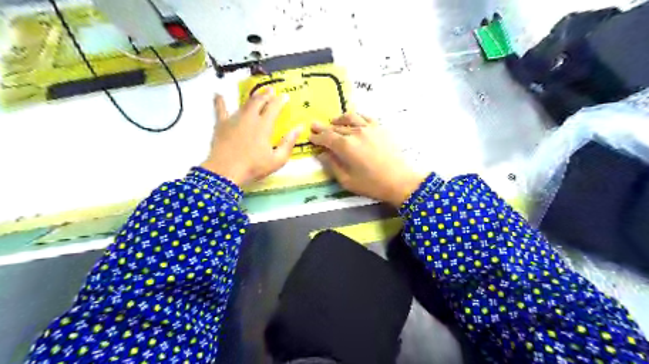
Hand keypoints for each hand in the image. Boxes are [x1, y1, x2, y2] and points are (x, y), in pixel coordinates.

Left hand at [200, 91, 300, 187]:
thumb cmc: (254, 167)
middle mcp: (250, 118)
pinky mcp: (221, 124)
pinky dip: (220, 101)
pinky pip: (220, 109)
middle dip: (266, 94)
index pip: (274, 107)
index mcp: (264, 125)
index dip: (280, 100)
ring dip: (252, 97)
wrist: (225, 172)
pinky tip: (218, 95)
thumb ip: (288, 143)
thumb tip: (298, 128)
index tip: (285, 96)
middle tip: (271, 90)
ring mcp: (234, 119)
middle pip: (259, 101)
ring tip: (256, 94)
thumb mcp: (277, 159)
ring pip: (244, 103)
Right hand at [309, 114, 426, 207]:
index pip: (326, 137)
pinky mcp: (380, 128)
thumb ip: (332, 165)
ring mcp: (369, 128)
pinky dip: (356, 117)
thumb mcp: (347, 180)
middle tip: (314, 126)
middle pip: (336, 127)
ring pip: (350, 118)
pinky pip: (365, 117)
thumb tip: (322, 154)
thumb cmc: (372, 184)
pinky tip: (354, 120)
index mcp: (345, 146)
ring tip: (333, 121)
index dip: (317, 137)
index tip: (310, 137)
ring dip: (338, 119)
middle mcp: (355, 132)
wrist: (400, 181)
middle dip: (324, 127)